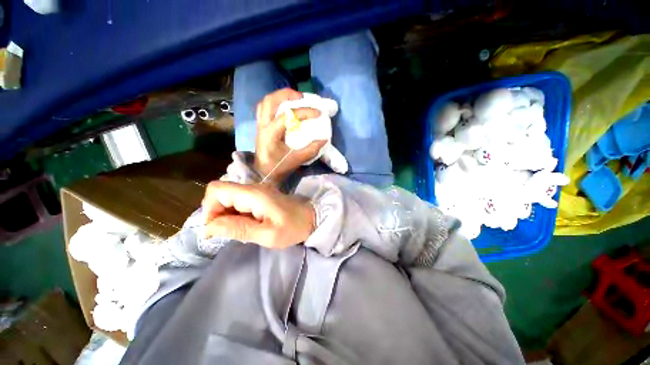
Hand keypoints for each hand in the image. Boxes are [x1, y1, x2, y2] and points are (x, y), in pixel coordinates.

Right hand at [202, 181, 315, 248]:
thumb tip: (209, 227)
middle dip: (217, 214)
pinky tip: (247, 225)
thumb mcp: (268, 235)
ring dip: (227, 215)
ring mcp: (256, 191)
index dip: (209, 208)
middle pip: (220, 193)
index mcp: (253, 194)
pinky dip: (236, 214)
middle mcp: (253, 188)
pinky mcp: (260, 196)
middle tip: (230, 232)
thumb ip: (239, 229)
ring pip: (228, 198)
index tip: (216, 229)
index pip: (216, 190)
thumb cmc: (293, 227)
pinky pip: (239, 202)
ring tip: (241, 230)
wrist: (311, 217)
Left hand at [255, 88, 326, 183]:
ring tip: (294, 98)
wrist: (263, 174)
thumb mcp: (297, 160)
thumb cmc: (279, 168)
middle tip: (302, 97)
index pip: (288, 115)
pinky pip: (265, 108)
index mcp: (271, 134)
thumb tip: (324, 139)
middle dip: (287, 94)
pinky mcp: (261, 127)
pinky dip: (275, 103)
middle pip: (270, 100)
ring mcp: (260, 125)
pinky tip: (285, 107)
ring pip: (265, 102)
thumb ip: (311, 149)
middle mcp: (263, 125)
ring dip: (279, 96)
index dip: (305, 112)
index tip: (318, 113)